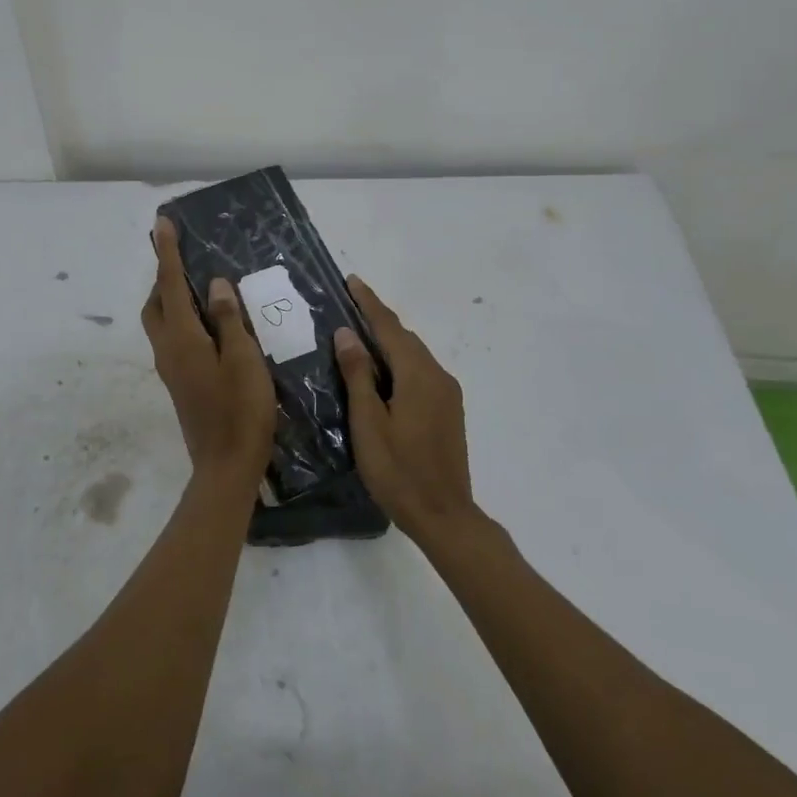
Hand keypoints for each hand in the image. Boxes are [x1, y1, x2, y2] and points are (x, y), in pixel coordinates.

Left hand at [142, 216, 275, 493]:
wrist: (226, 467)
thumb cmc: (241, 410)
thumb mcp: (244, 359)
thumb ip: (229, 319)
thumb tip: (213, 285)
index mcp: (182, 338)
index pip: (169, 284)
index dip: (167, 252)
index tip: (162, 223)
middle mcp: (168, 350)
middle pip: (155, 304)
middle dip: (163, 277)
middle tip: (185, 259)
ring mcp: (171, 369)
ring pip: (162, 323)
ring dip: (171, 299)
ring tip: (199, 286)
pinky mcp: (181, 383)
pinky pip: (173, 339)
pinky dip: (182, 320)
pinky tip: (211, 324)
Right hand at [333, 276, 475, 543]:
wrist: (445, 516)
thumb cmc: (398, 471)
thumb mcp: (368, 423)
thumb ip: (358, 375)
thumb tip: (347, 333)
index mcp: (418, 375)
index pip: (389, 328)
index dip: (369, 303)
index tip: (351, 281)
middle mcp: (438, 376)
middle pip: (405, 338)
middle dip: (378, 318)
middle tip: (349, 304)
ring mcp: (447, 394)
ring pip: (414, 355)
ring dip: (389, 340)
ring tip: (359, 333)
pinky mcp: (449, 410)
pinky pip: (420, 372)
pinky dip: (399, 360)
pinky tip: (382, 370)